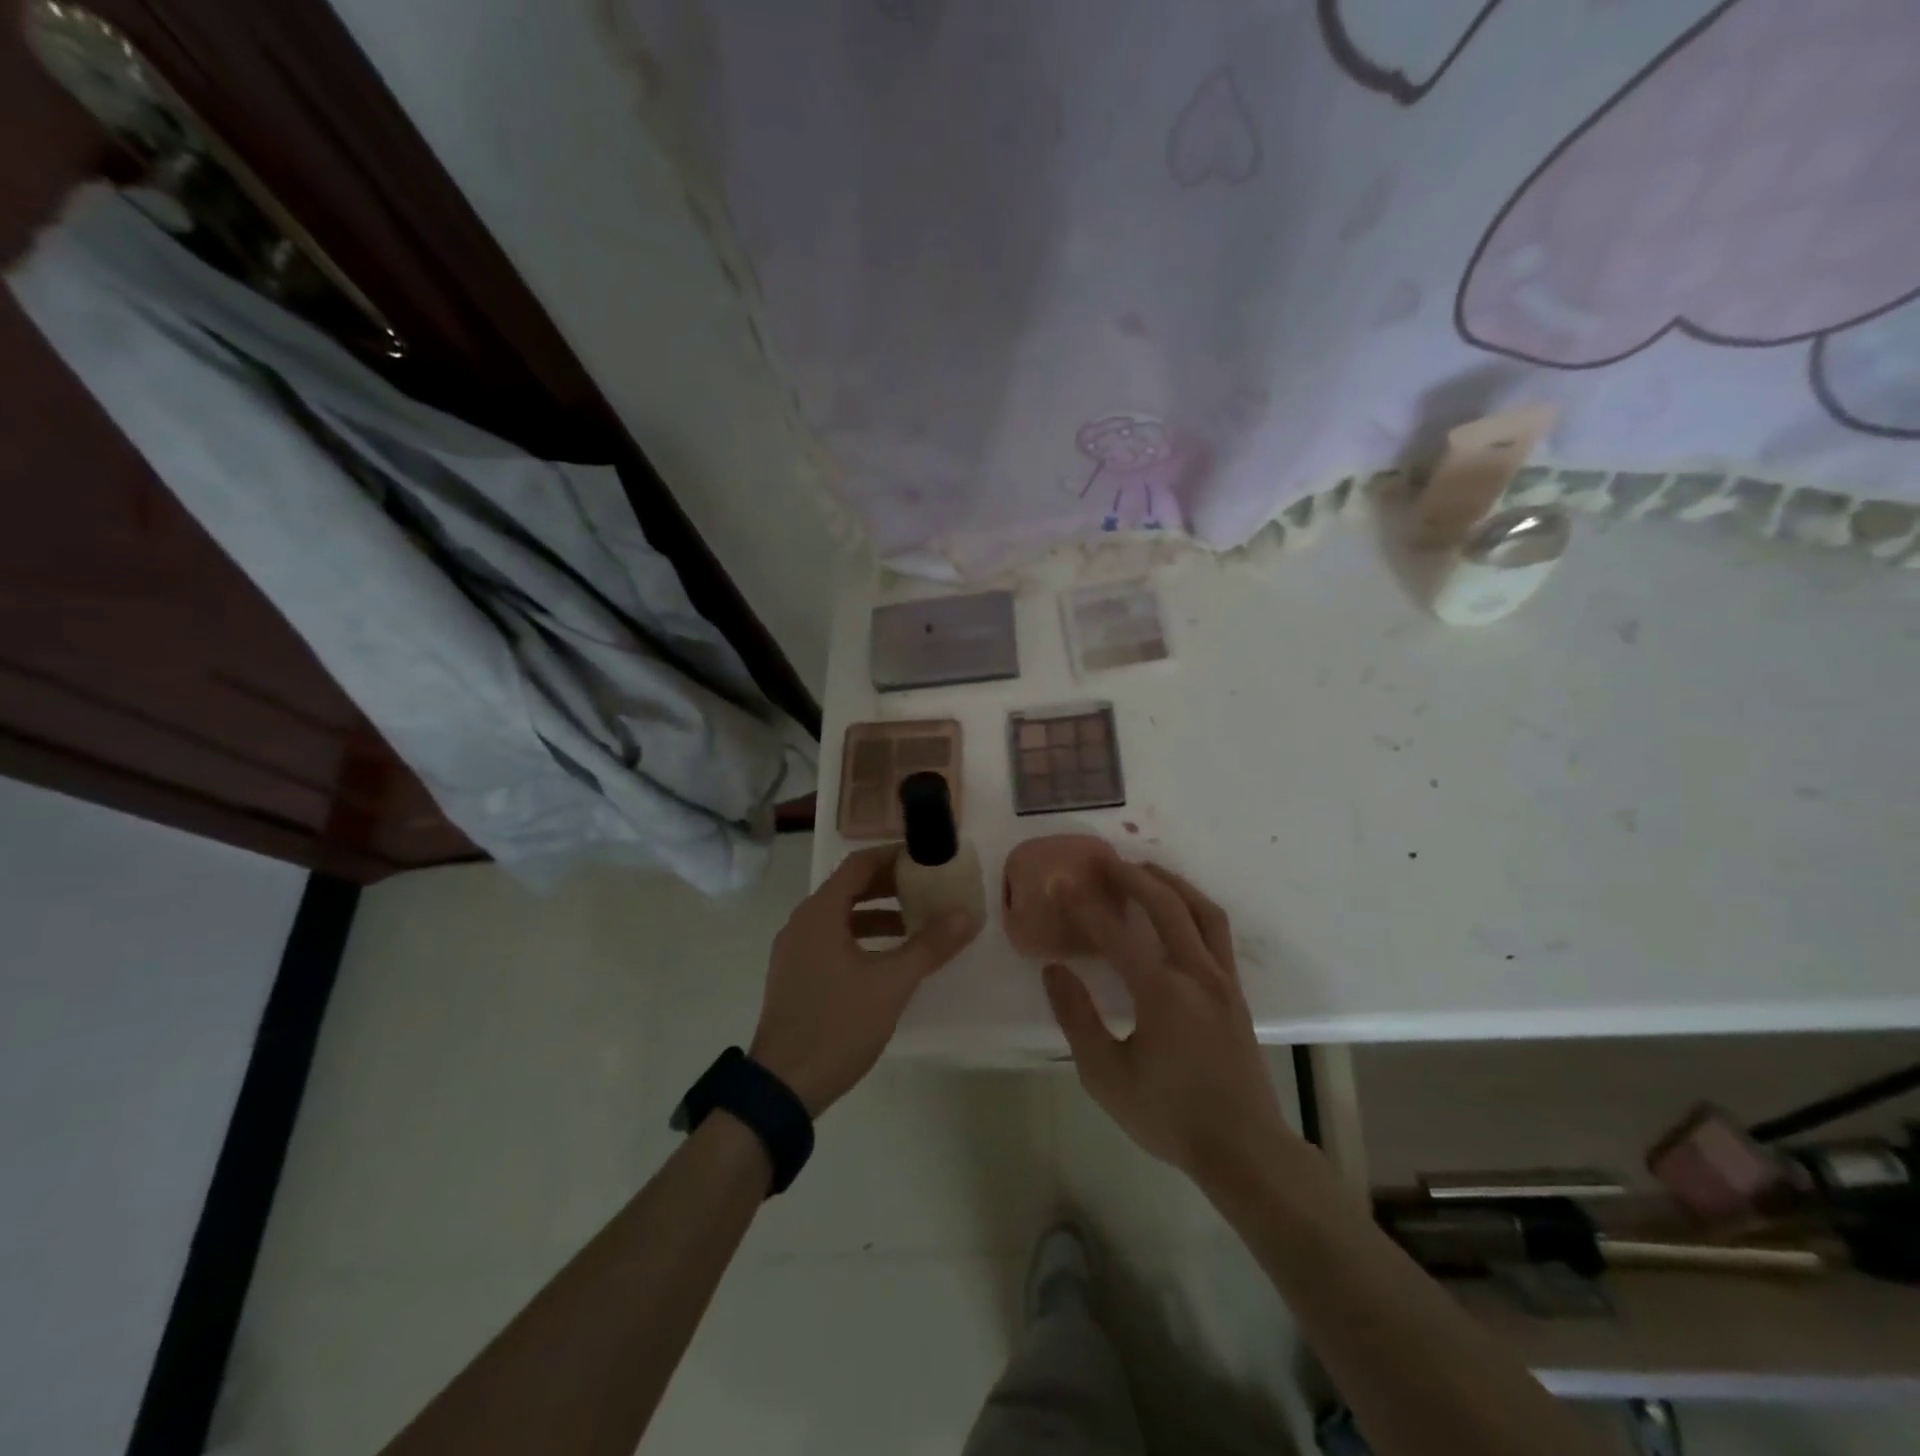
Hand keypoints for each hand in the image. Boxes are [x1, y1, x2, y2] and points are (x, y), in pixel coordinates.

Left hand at [751, 845, 980, 1116]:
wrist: (783, 1085)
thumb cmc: (838, 1024)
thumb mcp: (892, 983)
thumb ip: (930, 945)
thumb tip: (967, 914)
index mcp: (820, 913)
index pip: (858, 865)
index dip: (892, 857)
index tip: (925, 859)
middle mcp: (802, 923)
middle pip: (849, 887)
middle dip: (889, 886)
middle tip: (927, 889)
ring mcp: (794, 950)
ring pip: (840, 916)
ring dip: (877, 914)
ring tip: (915, 924)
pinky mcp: (795, 975)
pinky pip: (831, 939)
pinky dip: (860, 937)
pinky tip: (886, 959)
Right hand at [1043, 860, 1298, 1195]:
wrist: (1243, 1149)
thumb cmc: (1169, 1115)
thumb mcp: (1106, 1076)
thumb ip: (1077, 1018)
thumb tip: (1054, 970)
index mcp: (1162, 993)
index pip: (1116, 935)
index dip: (1086, 907)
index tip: (1063, 884)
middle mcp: (1196, 974)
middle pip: (1166, 905)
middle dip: (1133, 876)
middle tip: (1105, 860)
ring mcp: (1222, 979)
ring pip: (1201, 910)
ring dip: (1170, 882)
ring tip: (1144, 869)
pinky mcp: (1235, 990)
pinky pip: (1216, 930)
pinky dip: (1193, 905)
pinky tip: (1177, 909)